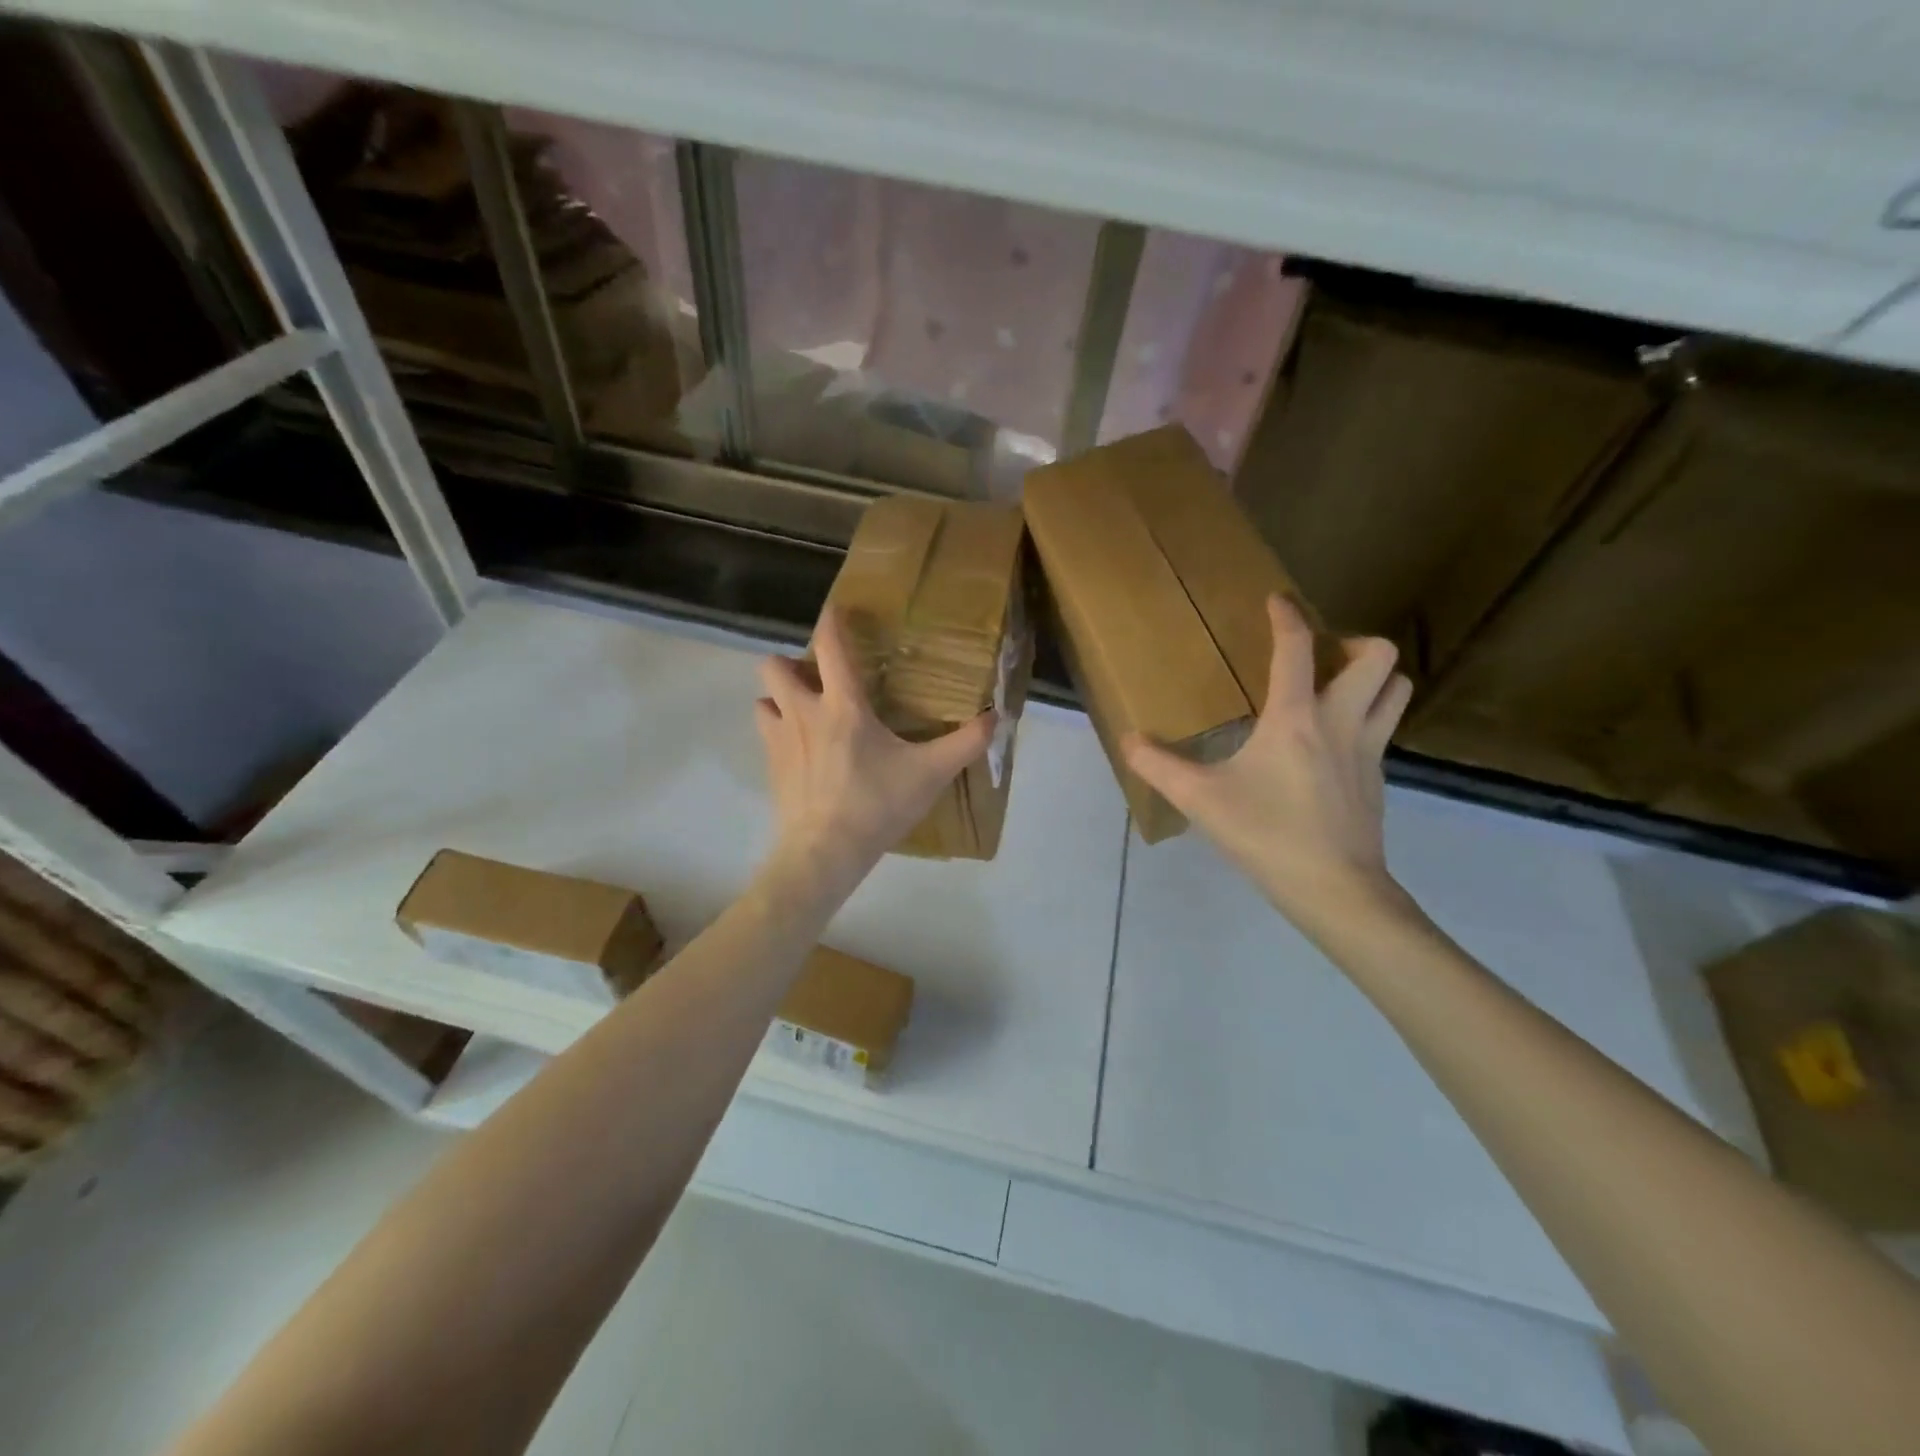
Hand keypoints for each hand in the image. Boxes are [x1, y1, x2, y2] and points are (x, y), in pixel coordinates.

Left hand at [755, 608, 995, 896]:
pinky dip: (777, 730)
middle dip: (790, 663)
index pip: (829, 646)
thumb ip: (965, 743)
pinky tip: (800, 749)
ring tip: (804, 712)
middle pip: (774, 665)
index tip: (836, 610)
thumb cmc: (877, 806)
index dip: (831, 621)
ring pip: (762, 699)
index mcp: (843, 706)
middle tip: (818, 679)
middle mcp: (803, 712)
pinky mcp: (769, 766)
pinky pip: (765, 733)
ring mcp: (779, 739)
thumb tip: (997, 718)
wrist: (825, 853)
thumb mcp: (930, 774)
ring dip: (779, 697)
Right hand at [1122, 596, 1413, 936]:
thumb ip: (1159, 766)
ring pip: (1397, 688)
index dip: (1287, 616)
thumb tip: (1129, 740)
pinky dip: (1368, 716)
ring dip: (1374, 676)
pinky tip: (1334, 742)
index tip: (1277, 601)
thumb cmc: (1266, 835)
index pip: (1297, 649)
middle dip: (1353, 642)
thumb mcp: (1201, 800)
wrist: (1335, 889)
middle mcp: (1341, 721)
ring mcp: (1368, 750)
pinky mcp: (1379, 779)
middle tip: (1320, 657)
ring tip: (1338, 687)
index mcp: (1296, 718)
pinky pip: (1384, 727)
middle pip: (1378, 657)